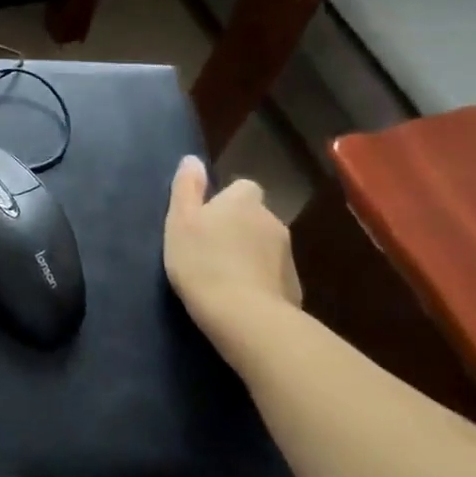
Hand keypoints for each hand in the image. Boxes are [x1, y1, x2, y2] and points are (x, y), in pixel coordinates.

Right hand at [163, 155, 300, 337]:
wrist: (244, 316)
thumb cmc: (202, 261)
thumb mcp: (180, 220)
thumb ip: (186, 187)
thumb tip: (193, 159)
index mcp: (243, 201)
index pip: (243, 187)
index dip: (227, 200)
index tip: (208, 217)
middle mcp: (272, 221)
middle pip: (255, 216)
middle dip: (239, 227)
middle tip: (210, 248)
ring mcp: (288, 255)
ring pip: (265, 246)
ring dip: (250, 254)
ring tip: (224, 275)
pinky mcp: (295, 287)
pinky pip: (273, 275)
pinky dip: (260, 280)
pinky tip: (241, 298)